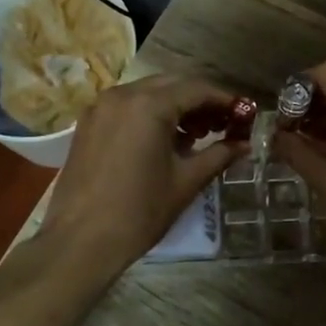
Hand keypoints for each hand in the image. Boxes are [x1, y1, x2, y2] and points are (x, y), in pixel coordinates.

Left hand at [40, 75, 245, 281]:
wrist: (80, 242)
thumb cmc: (139, 211)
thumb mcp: (186, 182)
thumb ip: (219, 155)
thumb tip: (245, 144)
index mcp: (149, 105)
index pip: (197, 89)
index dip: (224, 100)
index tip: (244, 115)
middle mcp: (123, 95)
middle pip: (172, 84)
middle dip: (200, 101)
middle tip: (223, 126)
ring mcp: (101, 107)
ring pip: (148, 93)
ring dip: (175, 106)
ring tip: (196, 137)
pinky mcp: (88, 123)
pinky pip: (128, 106)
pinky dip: (150, 114)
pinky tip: (164, 141)